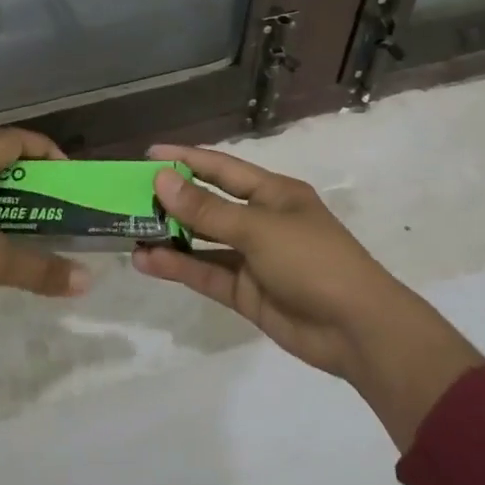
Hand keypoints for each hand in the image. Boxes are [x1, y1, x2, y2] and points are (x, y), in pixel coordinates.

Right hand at [133, 144, 482, 445]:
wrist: (357, 330)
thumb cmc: (313, 261)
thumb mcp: (258, 228)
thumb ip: (207, 209)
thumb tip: (161, 180)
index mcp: (273, 194)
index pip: (222, 168)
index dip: (186, 159)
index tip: (148, 155)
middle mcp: (260, 221)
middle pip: (208, 204)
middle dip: (171, 200)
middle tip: (127, 196)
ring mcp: (252, 258)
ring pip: (202, 242)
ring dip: (169, 237)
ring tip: (129, 230)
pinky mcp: (245, 292)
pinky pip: (206, 273)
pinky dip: (178, 267)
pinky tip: (147, 262)